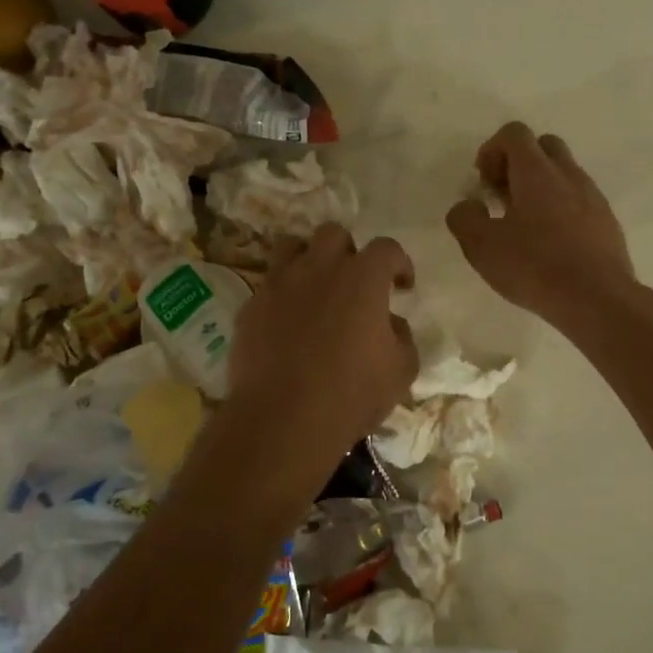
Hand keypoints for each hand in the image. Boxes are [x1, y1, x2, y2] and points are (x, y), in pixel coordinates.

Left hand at [224, 224, 419, 472]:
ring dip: (307, 260)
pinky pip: (267, 287)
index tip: (402, 285)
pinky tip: (286, 325)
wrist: (283, 417)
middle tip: (353, 281)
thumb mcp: (401, 370)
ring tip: (314, 288)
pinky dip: (281, 297)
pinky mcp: (250, 307)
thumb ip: (402, 337)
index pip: (386, 248)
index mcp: (362, 278)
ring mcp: (279, 284)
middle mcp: (319, 268)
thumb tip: (390, 324)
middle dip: (347, 251)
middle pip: (333, 234)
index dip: (398, 263)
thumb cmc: (352, 392)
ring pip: (290, 246)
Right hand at [447, 122, 636, 328]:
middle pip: (543, 146)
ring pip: (564, 174)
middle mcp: (569, 174)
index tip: (484, 185)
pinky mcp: (608, 222)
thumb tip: (467, 206)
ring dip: (541, 189)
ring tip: (525, 227)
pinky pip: (580, 201)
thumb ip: (464, 218)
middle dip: (519, 164)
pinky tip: (552, 246)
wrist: (598, 299)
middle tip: (503, 199)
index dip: (492, 150)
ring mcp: (593, 197)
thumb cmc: (535, 267)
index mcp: (537, 171)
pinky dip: (562, 210)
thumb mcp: (481, 246)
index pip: (515, 133)